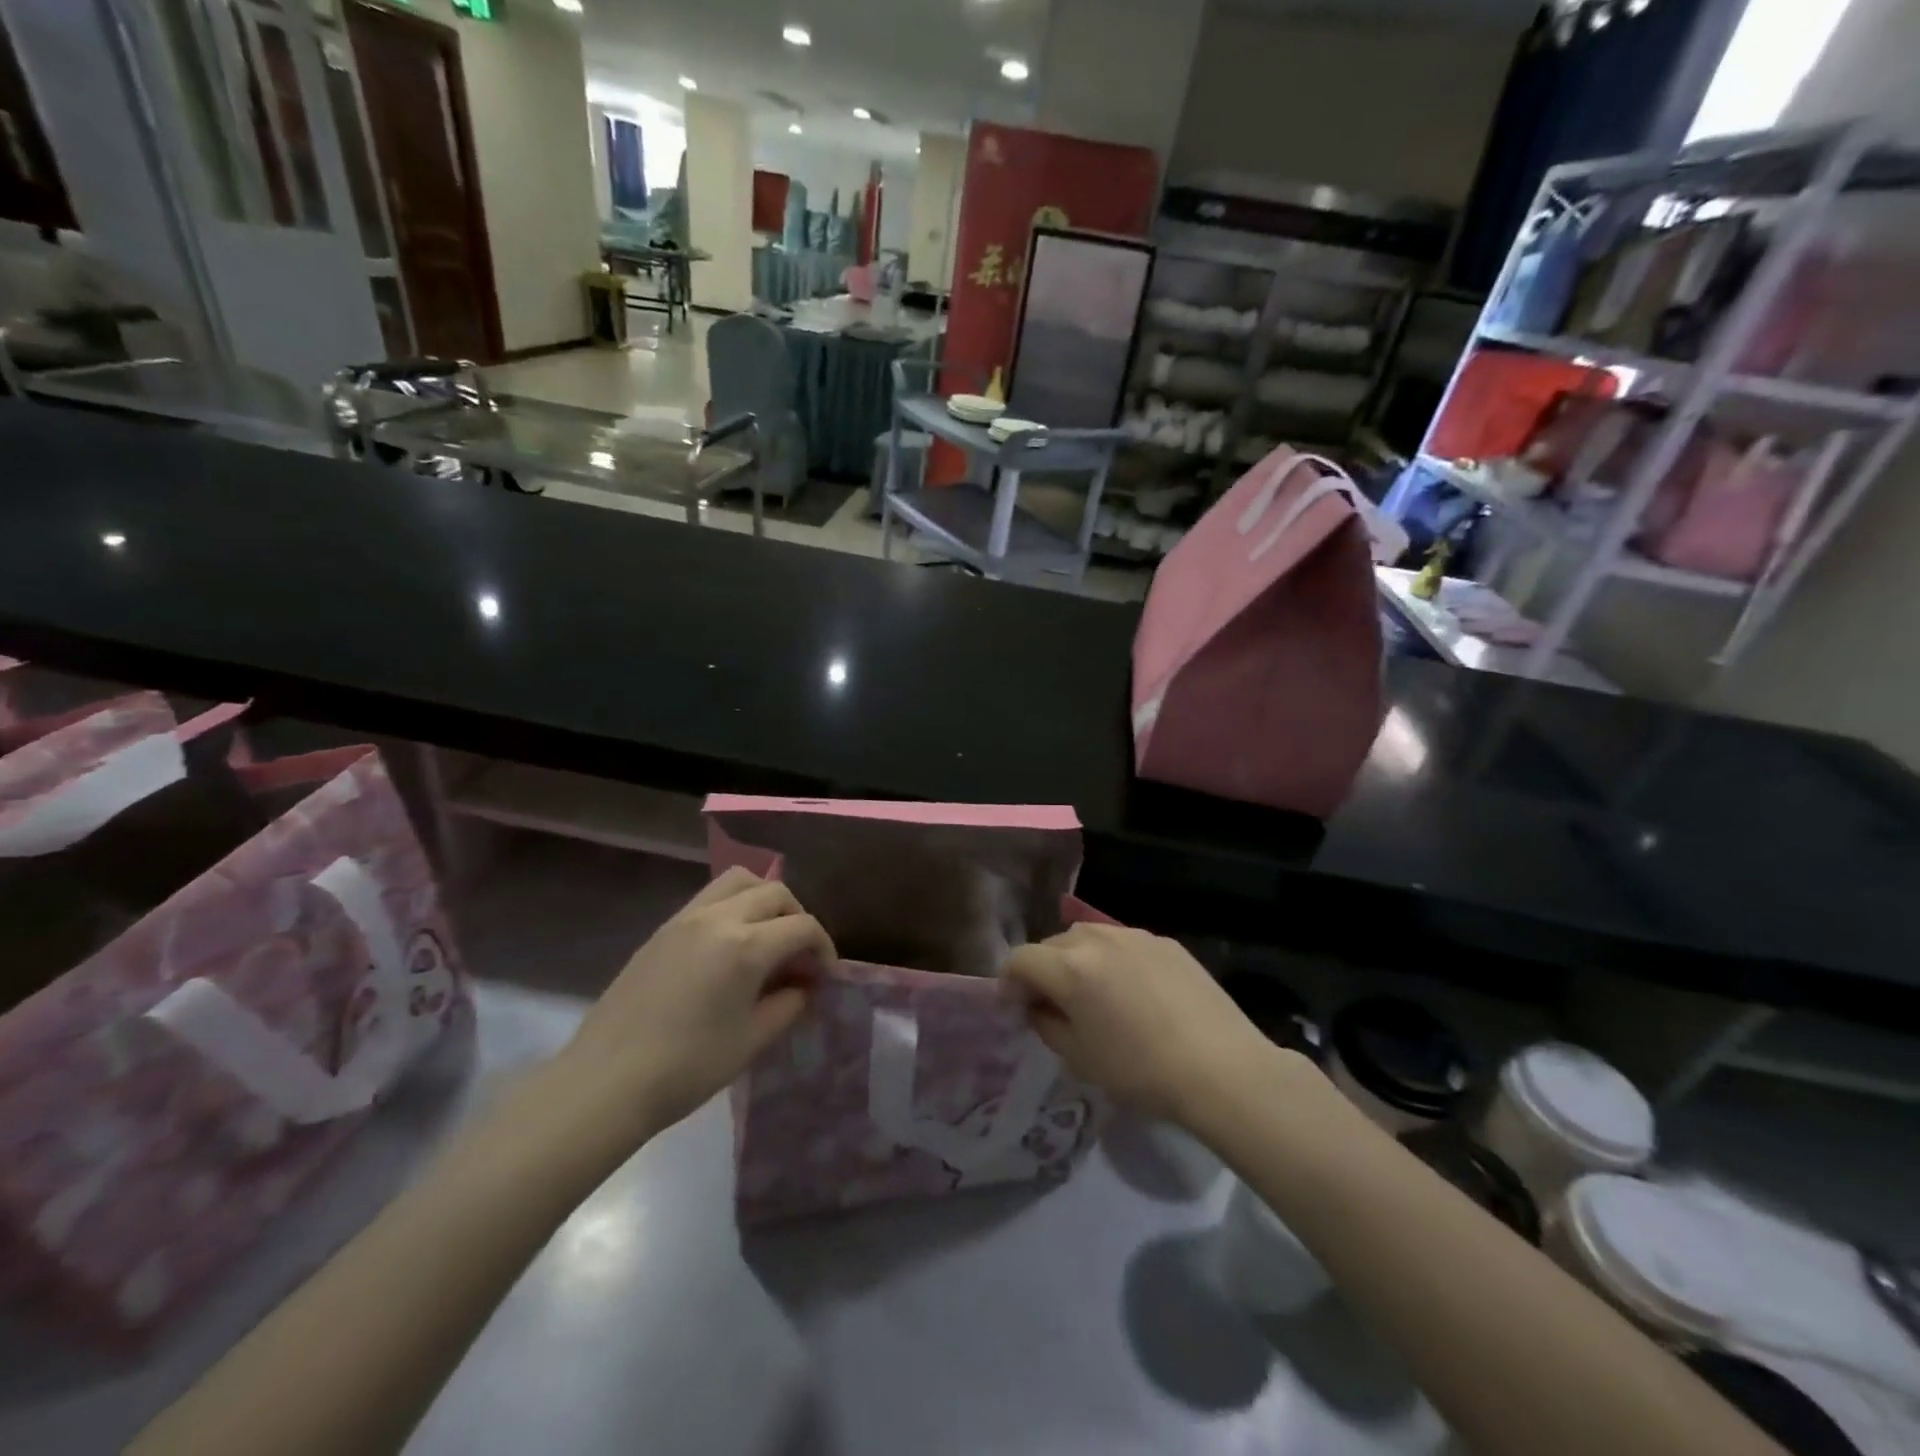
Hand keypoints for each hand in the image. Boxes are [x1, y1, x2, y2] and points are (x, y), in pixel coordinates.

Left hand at [553, 868, 834, 1141]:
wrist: (605, 1081)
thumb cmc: (687, 1067)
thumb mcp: (752, 1040)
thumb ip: (788, 1004)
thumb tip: (805, 986)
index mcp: (746, 946)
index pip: (802, 927)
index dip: (823, 948)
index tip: (824, 976)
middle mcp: (719, 918)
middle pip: (775, 892)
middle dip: (797, 917)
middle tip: (799, 955)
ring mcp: (686, 918)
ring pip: (739, 880)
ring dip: (764, 899)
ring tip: (766, 937)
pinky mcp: (663, 929)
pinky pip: (709, 897)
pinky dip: (733, 906)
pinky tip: (729, 947)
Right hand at [1001, 924, 1276, 1126]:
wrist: (1221, 1069)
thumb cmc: (1141, 1072)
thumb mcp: (1079, 1058)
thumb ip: (1047, 1024)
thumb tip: (1037, 1006)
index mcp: (1070, 967)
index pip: (1020, 960)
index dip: (1009, 984)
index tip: (1016, 1010)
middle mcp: (1097, 938)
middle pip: (1053, 944)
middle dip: (1044, 971)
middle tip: (1053, 1004)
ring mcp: (1134, 935)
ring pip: (1089, 937)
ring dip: (1079, 960)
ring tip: (1094, 994)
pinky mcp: (1165, 942)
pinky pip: (1125, 945)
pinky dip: (1115, 961)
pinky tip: (1135, 993)